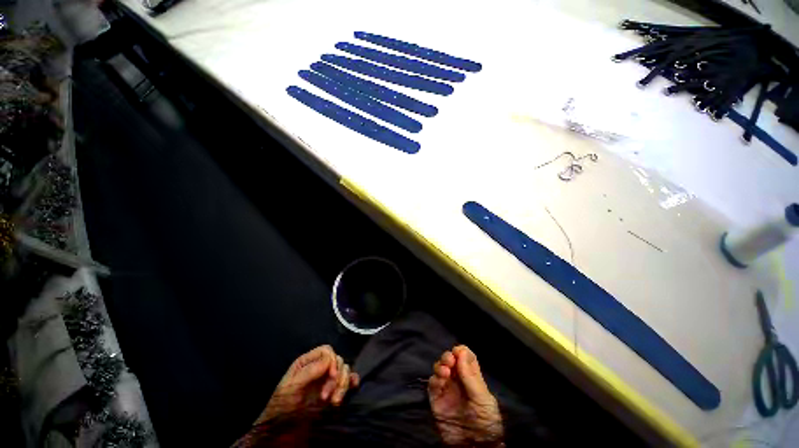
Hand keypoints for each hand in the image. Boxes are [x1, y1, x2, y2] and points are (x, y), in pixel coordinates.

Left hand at [255, 345, 358, 423]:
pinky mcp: (335, 389)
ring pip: (345, 370)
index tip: (332, 376)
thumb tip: (329, 360)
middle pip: (338, 361)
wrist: (282, 428)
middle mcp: (320, 367)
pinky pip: (350, 379)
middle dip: (336, 378)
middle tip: (326, 396)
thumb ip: (309, 371)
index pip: (327, 351)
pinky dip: (352, 381)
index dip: (332, 360)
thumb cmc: (283, 404)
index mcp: (308, 362)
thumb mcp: (291, 386)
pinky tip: (352, 388)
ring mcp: (328, 378)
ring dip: (343, 385)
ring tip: (334, 402)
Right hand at [428, 345, 502, 444]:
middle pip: (450, 360)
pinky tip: (440, 381)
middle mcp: (458, 381)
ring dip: (440, 366)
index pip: (466, 358)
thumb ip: (471, 376)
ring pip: (440, 369)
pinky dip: (434, 379)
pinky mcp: (436, 400)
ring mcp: (446, 389)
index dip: (462, 351)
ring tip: (445, 371)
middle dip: (448, 356)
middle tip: (450, 360)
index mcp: (472, 378)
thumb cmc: (485, 421)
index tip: (459, 351)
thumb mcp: (482, 399)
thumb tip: (461, 351)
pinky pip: (432, 385)